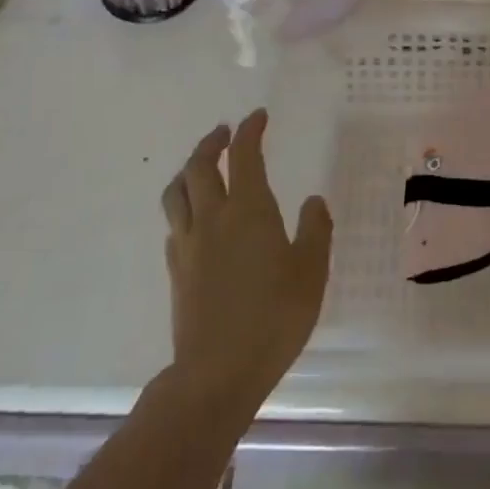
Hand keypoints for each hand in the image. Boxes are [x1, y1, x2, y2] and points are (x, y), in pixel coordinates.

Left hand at [161, 109, 332, 418]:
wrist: (218, 371)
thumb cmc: (275, 316)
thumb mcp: (311, 271)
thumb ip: (314, 229)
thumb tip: (312, 201)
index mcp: (249, 211)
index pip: (244, 156)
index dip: (250, 130)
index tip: (258, 117)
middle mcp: (213, 218)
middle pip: (199, 167)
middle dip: (212, 143)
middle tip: (226, 133)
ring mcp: (189, 245)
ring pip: (176, 192)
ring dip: (188, 171)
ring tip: (202, 167)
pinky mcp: (176, 271)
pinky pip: (174, 224)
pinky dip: (184, 206)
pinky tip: (197, 218)